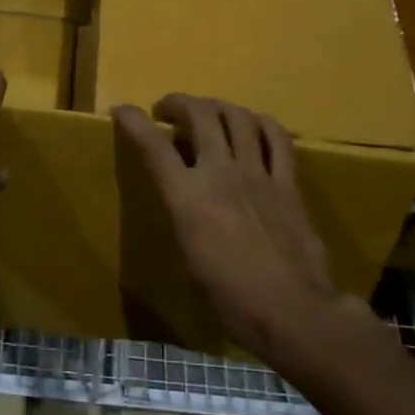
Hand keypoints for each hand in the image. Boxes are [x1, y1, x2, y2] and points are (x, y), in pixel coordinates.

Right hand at [114, 93, 357, 362]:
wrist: (291, 311)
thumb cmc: (230, 298)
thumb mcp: (188, 255)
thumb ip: (183, 212)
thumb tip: (185, 194)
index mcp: (187, 198)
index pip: (153, 146)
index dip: (134, 122)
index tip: (122, 111)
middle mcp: (220, 173)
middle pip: (199, 115)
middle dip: (179, 103)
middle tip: (169, 109)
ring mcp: (257, 173)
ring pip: (238, 116)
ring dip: (218, 106)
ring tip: (210, 112)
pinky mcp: (288, 182)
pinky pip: (277, 138)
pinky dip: (262, 124)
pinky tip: (255, 126)